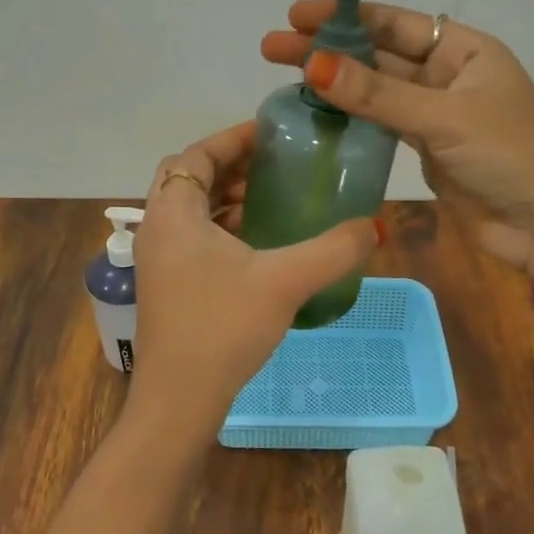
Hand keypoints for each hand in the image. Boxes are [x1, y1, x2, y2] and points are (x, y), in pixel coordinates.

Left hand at [128, 122, 379, 438]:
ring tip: (270, 197)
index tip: (270, 133)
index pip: (195, 155)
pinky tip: (256, 243)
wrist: (179, 400)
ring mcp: (157, 260)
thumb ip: (333, 250)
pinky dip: (220, 227)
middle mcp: (157, 228)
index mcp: (173, 213)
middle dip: (230, 165)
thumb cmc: (223, 327)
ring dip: (225, 197)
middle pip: (189, 178)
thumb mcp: (285, 281)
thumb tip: (375, 226)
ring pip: (189, 210)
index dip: (232, 138)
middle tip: (274, 163)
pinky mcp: (165, 285)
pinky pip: (191, 237)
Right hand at [261, 3, 533, 276]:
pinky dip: (351, 118)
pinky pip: (380, 125)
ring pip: (376, 91)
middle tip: (273, 47)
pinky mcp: (425, 150)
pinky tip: (316, 113)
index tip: (296, 16)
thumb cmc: (511, 156)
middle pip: (378, 55)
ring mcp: (434, 114)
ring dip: (335, 84)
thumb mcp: (444, 118)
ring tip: (284, 78)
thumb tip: (313, 66)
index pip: (395, 23)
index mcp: (464, 50)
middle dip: (328, 51)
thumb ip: (377, 95)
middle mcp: (447, 75)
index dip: (345, 18)